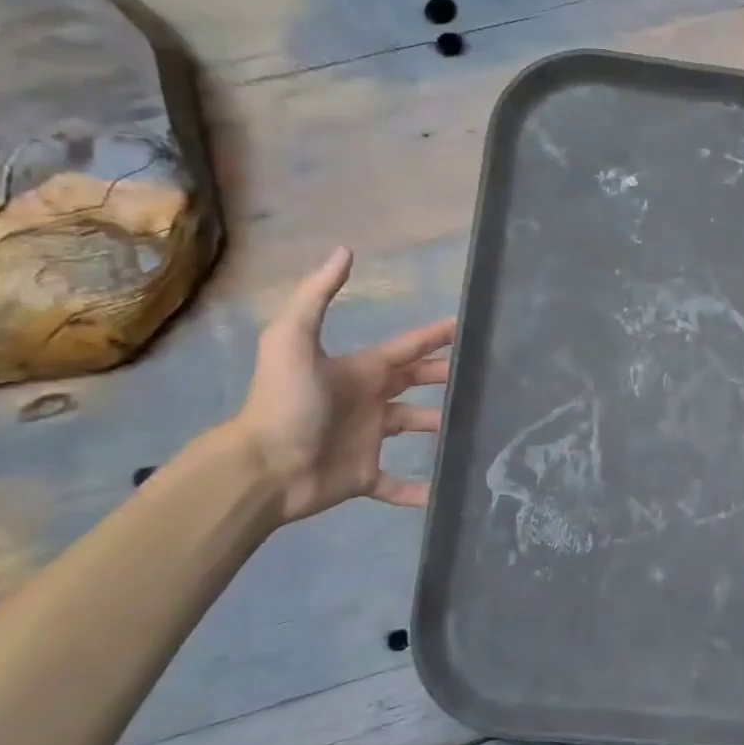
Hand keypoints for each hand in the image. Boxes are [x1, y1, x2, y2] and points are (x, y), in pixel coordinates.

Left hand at [231, 248, 454, 523]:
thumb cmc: (285, 403)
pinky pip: (398, 485)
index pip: (406, 348)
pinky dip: (419, 491)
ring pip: (414, 428)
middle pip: (416, 384)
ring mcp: (368, 440)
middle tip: (482, 375)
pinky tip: (445, 493)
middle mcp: (370, 402)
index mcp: (360, 371)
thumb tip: (344, 250)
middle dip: (444, 376)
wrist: (262, 468)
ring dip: (440, 428)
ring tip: (476, 427)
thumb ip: (317, 295)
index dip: (434, 336)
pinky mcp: (365, 476)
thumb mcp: (293, 339)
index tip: (467, 328)